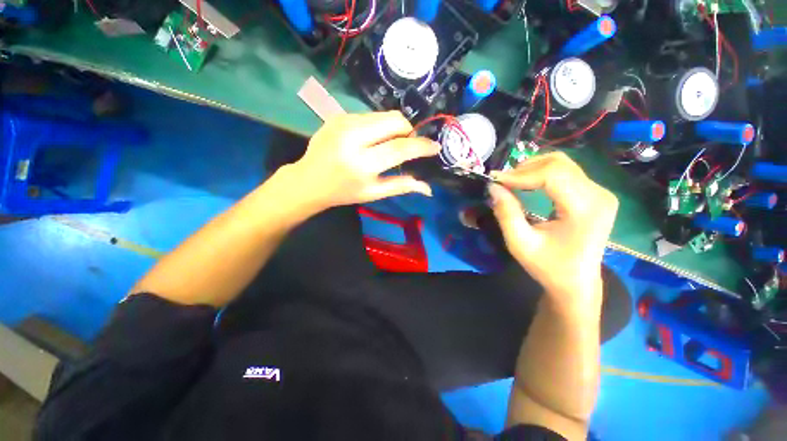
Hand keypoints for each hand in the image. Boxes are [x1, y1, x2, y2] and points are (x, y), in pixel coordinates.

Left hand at [289, 111, 440, 210]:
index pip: (400, 148)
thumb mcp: (372, 193)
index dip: (421, 146)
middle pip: (394, 121)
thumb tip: (427, 187)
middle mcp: (353, 138)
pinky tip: (371, 139)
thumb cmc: (342, 192)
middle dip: (408, 131)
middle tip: (407, 145)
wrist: (308, 181)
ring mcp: (343, 122)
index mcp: (362, 164)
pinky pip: (370, 115)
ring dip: (393, 128)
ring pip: (383, 115)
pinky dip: (378, 125)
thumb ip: (400, 186)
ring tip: (388, 143)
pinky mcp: (338, 115)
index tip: (434, 146)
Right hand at [488, 152, 617, 312]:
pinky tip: (528, 183)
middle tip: (501, 181)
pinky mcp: (595, 194)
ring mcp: (600, 193)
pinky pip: (566, 172)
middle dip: (525, 169)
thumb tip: (493, 186)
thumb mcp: (520, 243)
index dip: (520, 174)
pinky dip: (542, 173)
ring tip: (511, 181)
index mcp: (585, 209)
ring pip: (562, 164)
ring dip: (533, 169)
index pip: (552, 175)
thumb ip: (506, 213)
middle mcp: (599, 195)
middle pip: (559, 164)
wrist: (576, 282)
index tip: (495, 180)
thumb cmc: (548, 267)